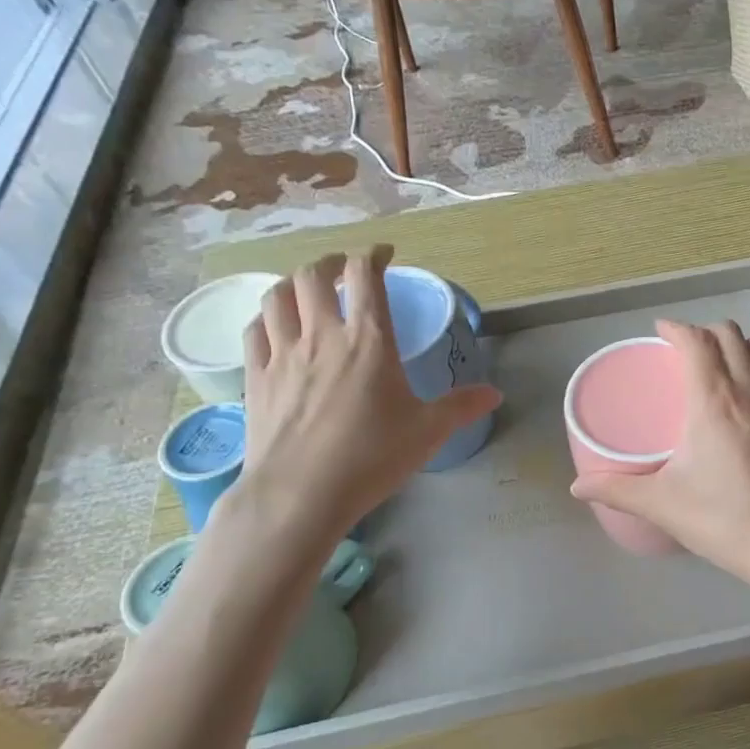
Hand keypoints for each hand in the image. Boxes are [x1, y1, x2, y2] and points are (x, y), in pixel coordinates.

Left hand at [237, 247, 501, 547]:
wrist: (301, 493)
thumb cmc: (372, 457)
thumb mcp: (428, 432)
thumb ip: (461, 406)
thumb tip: (495, 394)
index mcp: (368, 341)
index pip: (366, 277)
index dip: (373, 255)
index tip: (383, 254)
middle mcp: (321, 336)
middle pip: (313, 275)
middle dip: (330, 263)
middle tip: (344, 270)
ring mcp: (282, 355)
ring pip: (277, 296)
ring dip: (293, 283)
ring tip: (307, 289)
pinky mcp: (255, 377)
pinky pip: (254, 330)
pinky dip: (267, 317)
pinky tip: (275, 326)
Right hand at [570, 320, 749, 594]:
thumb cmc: (724, 522)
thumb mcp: (663, 505)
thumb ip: (617, 490)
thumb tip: (577, 486)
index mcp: (713, 401)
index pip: (696, 342)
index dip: (676, 328)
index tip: (661, 333)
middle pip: (729, 335)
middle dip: (705, 333)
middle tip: (687, 351)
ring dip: (739, 346)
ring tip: (723, 365)